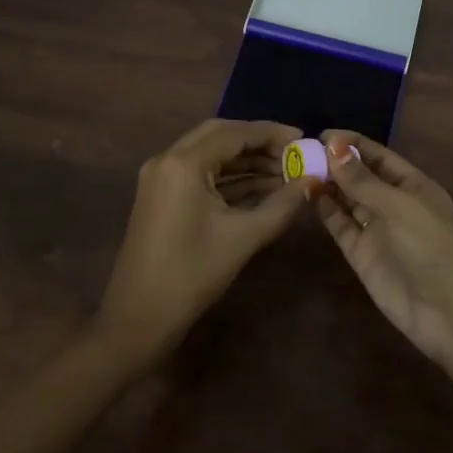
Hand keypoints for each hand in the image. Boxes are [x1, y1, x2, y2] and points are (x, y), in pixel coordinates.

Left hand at [97, 118, 311, 366]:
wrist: (139, 319)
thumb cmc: (192, 274)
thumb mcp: (243, 237)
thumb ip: (282, 204)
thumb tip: (313, 181)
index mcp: (183, 163)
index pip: (234, 132)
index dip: (272, 133)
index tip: (304, 139)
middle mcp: (167, 159)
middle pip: (220, 135)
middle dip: (258, 143)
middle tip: (294, 154)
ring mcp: (160, 178)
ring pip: (210, 155)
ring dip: (245, 161)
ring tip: (285, 173)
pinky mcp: (161, 196)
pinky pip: (200, 173)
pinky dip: (229, 177)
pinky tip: (260, 188)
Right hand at [314, 131, 452, 367]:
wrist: (449, 313)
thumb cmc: (433, 247)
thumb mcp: (400, 207)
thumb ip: (363, 181)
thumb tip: (334, 146)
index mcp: (413, 186)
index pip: (378, 156)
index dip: (353, 144)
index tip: (322, 135)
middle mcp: (393, 204)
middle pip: (360, 177)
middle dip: (335, 163)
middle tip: (301, 151)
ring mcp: (377, 230)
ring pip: (347, 199)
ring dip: (327, 184)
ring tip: (297, 169)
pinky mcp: (362, 254)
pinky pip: (341, 225)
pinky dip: (325, 210)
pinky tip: (307, 194)